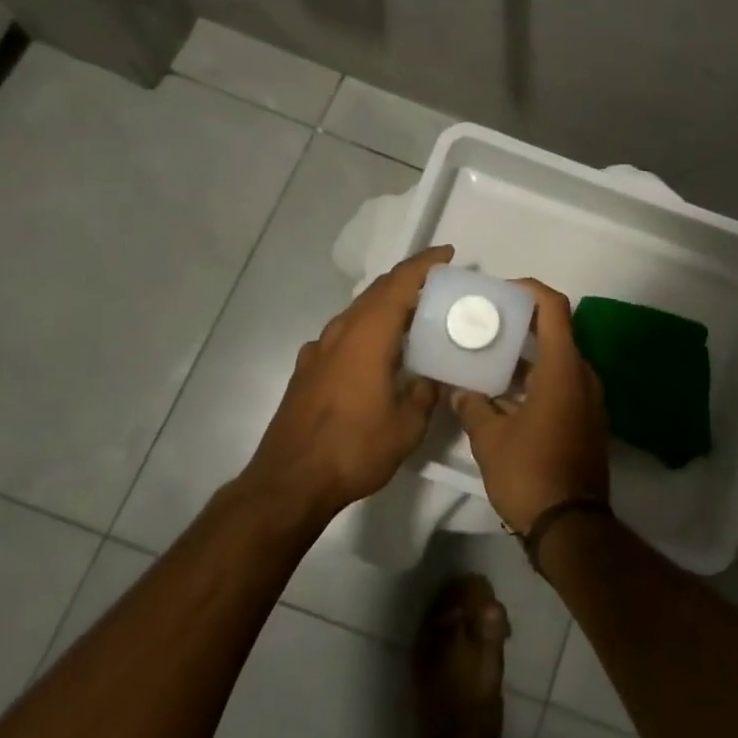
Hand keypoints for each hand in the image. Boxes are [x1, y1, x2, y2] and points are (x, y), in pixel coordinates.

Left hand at [243, 245, 453, 521]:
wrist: (288, 483)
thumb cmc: (353, 449)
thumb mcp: (407, 426)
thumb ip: (425, 393)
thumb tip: (434, 375)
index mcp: (369, 334)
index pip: (400, 283)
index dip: (425, 264)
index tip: (448, 254)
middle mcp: (342, 331)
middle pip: (378, 291)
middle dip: (409, 281)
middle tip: (439, 284)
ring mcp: (319, 349)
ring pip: (359, 311)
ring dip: (387, 305)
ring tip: (414, 316)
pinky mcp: (307, 368)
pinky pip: (344, 334)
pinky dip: (367, 329)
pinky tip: (376, 352)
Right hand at [450, 279, 609, 530]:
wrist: (571, 527)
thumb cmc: (530, 473)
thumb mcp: (489, 439)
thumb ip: (472, 405)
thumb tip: (457, 389)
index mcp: (563, 368)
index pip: (554, 307)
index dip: (530, 291)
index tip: (501, 293)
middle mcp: (582, 375)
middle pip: (556, 332)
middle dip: (521, 325)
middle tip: (487, 325)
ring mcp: (589, 399)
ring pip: (557, 361)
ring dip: (527, 356)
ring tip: (489, 358)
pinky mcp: (587, 420)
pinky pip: (562, 384)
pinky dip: (536, 379)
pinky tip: (505, 394)